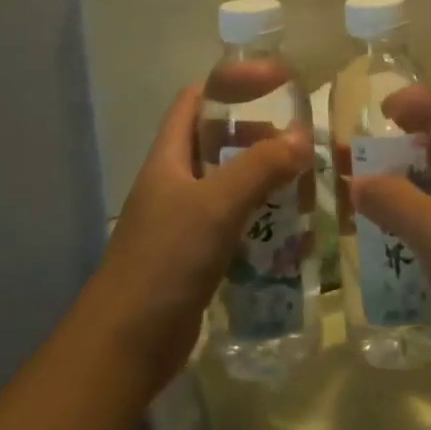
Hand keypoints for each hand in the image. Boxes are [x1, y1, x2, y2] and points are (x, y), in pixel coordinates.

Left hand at [89, 86, 310, 393]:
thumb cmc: (165, 260)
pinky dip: (259, 220)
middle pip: (216, 142)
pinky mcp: (195, 257)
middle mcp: (174, 183)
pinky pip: (232, 225)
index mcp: (169, 158)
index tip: (272, 84)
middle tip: (299, 139)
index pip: (194, 101)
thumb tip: (303, 137)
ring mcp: (182, 222)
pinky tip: (289, 231)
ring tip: (304, 180)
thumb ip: (260, 167)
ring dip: (262, 180)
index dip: (229, 85)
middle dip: (256, 136)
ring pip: (228, 185)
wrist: (126, 345)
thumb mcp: (216, 205)